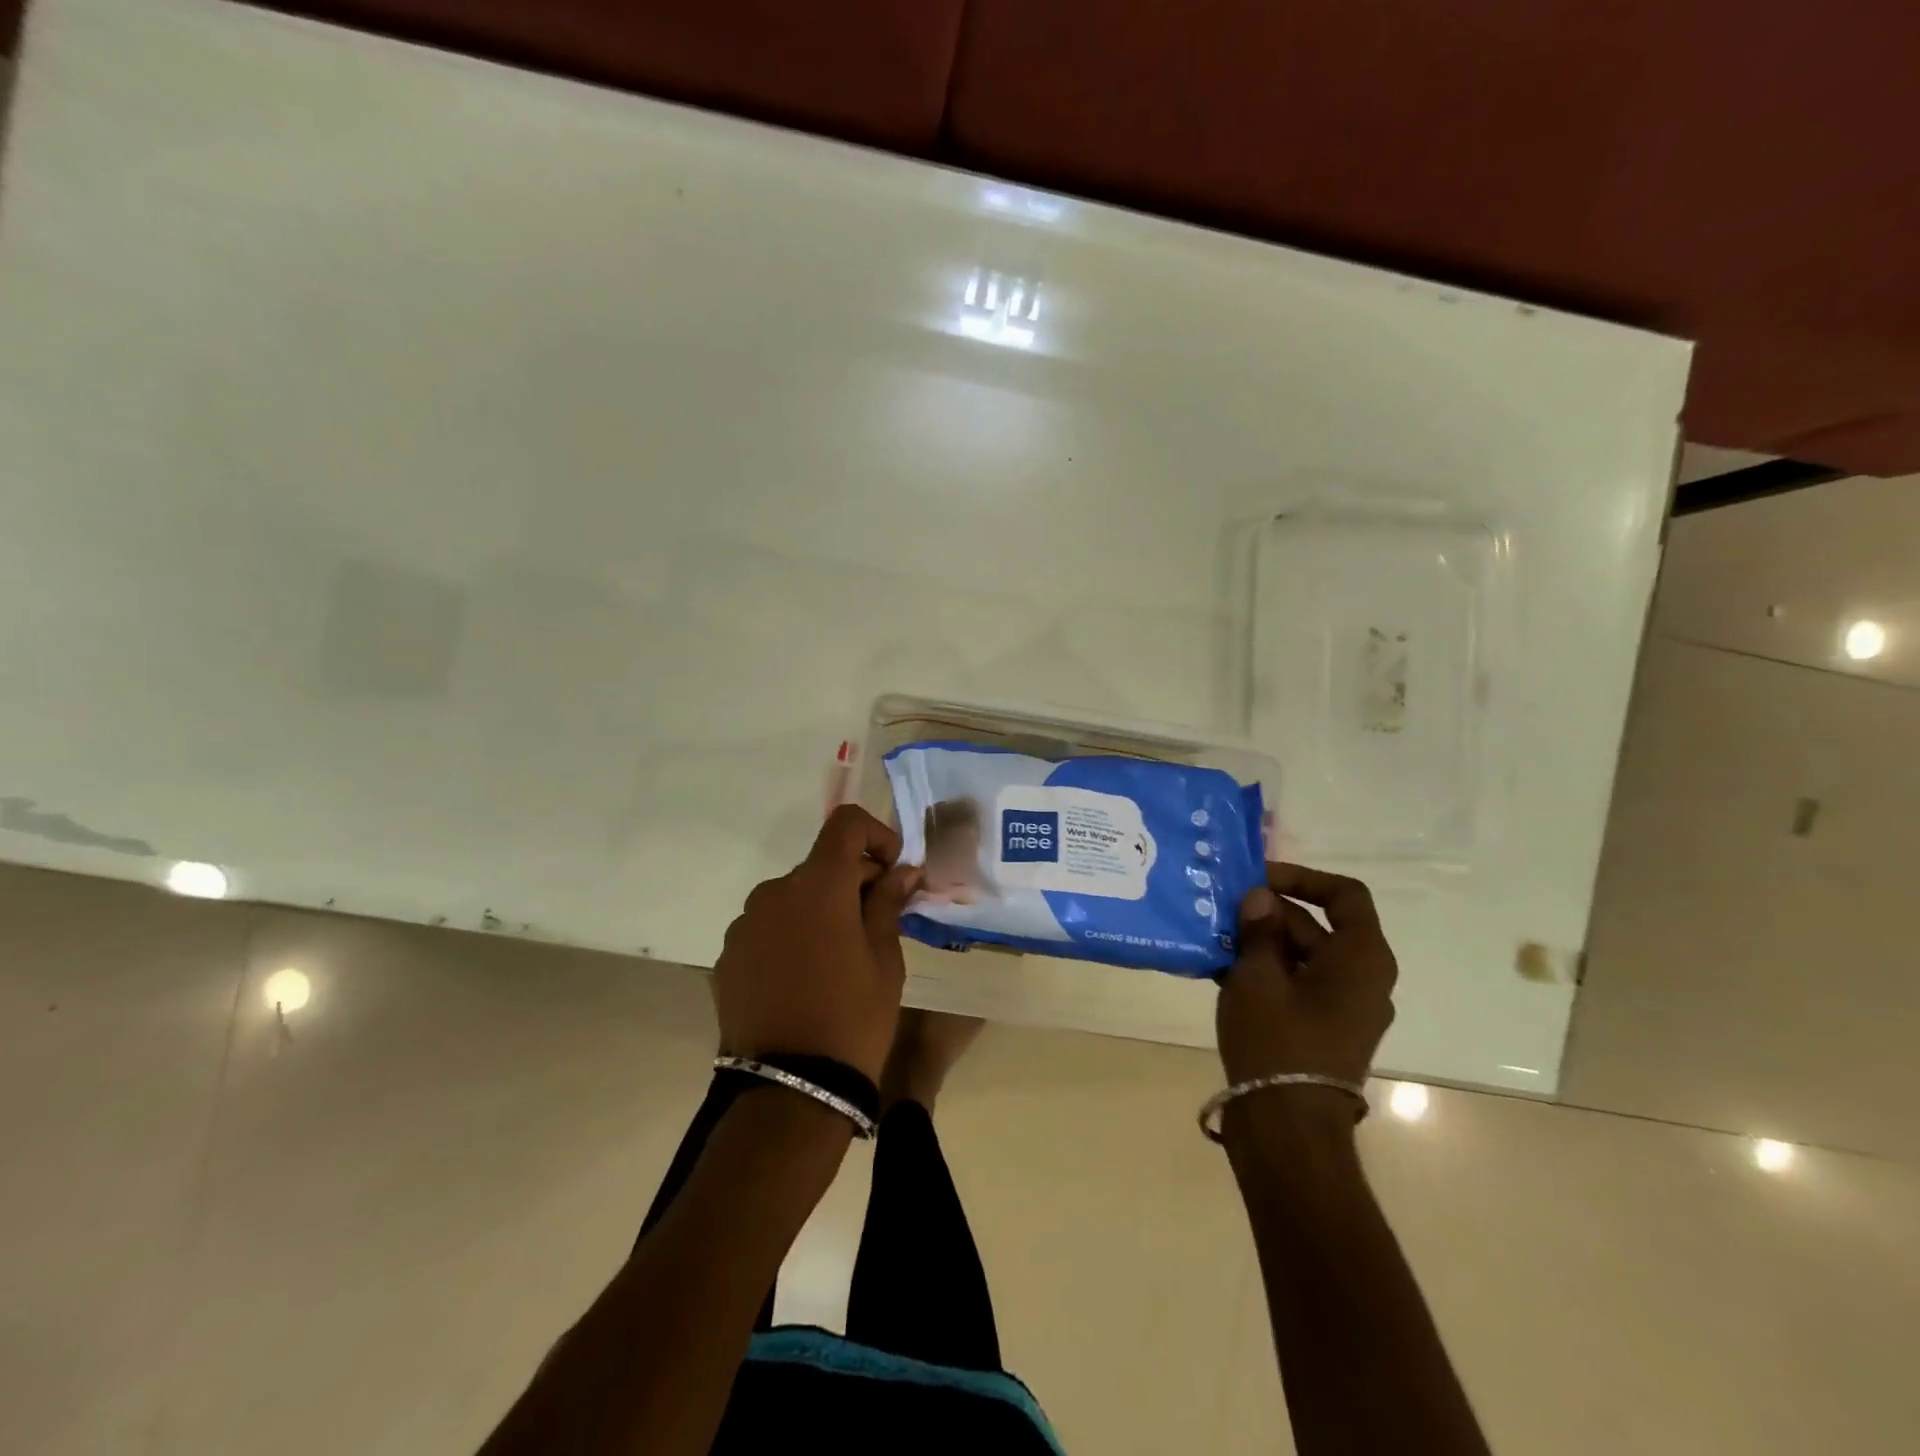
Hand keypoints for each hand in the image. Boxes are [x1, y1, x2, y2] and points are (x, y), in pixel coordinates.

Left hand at [713, 805, 921, 1083]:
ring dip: (819, 910)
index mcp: (818, 885)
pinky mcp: (727, 956)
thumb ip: (888, 904)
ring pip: (792, 898)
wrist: (790, 1089)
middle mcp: (774, 893)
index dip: (875, 835)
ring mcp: (744, 925)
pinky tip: (804, 978)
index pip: (845, 824)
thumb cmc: (853, 1017)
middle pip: (820, 865)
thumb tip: (903, 871)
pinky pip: (767, 928)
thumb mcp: (885, 959)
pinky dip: (791, 935)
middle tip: (878, 922)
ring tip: (838, 958)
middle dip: (853, 882)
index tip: (892, 870)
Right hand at [1216, 863, 1396, 1088]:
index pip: (1344, 896)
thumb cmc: (1277, 1041)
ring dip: (1260, 943)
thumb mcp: (1257, 976)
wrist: (1287, 1128)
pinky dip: (1265, 972)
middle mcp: (1362, 979)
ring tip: (1213, 937)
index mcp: (1361, 958)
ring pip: (1302, 957)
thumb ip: (1258, 931)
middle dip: (1268, 913)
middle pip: (1317, 926)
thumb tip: (1260, 898)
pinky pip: (1296, 985)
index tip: (1258, 879)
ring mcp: (1343, 1008)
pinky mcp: (1323, 1030)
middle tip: (1220, 909)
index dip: (1302, 878)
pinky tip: (1220, 969)